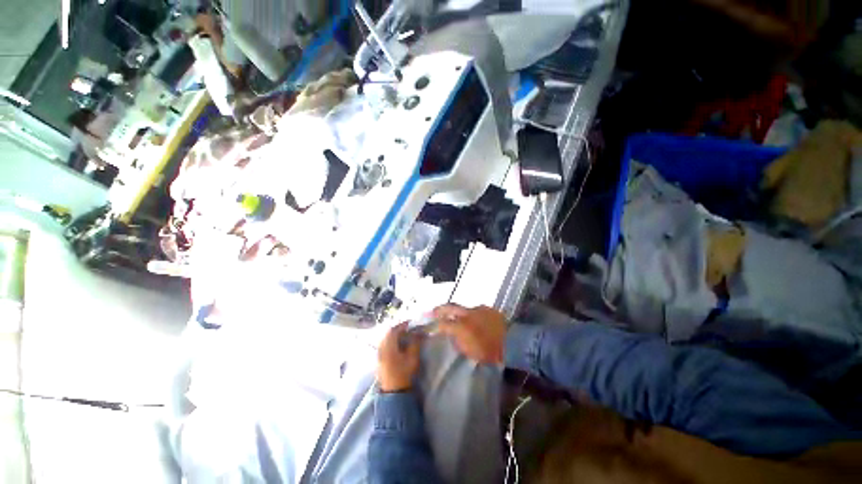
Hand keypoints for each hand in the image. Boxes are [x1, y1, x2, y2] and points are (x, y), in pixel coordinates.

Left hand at [378, 323, 422, 392]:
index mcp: (388, 346)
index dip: (402, 325)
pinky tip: (396, 344)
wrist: (394, 392)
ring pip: (384, 339)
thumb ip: (415, 343)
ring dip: (393, 335)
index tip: (410, 323)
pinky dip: (390, 341)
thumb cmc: (404, 374)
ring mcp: (378, 355)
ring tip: (403, 335)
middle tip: (407, 328)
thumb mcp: (412, 358)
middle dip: (397, 329)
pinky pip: (383, 345)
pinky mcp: (379, 360)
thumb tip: (419, 332)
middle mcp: (381, 348)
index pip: (394, 330)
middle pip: (387, 333)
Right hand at [433, 304, 507, 364]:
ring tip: (459, 319)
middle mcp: (467, 313)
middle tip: (434, 311)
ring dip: (459, 313)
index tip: (430, 327)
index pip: (443, 323)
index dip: (435, 325)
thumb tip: (453, 335)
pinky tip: (476, 321)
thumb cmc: (489, 351)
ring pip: (464, 309)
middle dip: (440, 309)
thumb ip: (458, 341)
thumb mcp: (470, 351)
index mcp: (461, 326)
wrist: (511, 342)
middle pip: (450, 307)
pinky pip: (477, 310)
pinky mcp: (488, 308)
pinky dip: (473, 315)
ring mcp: (478, 309)